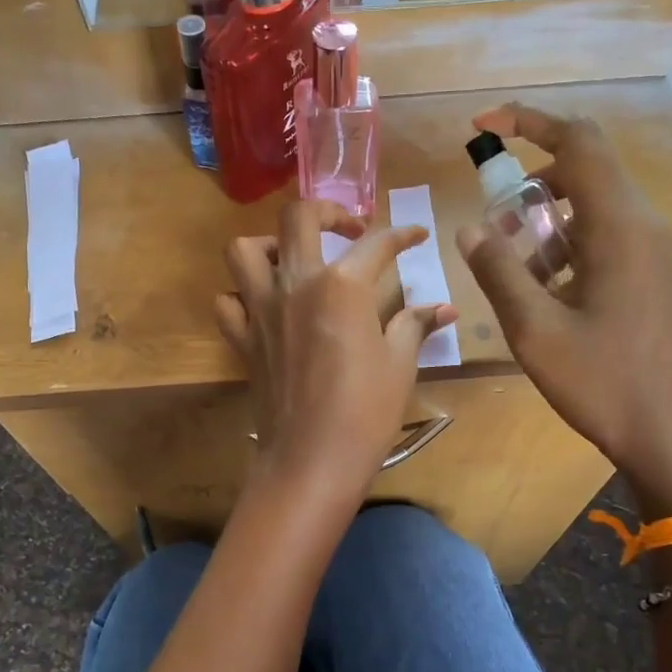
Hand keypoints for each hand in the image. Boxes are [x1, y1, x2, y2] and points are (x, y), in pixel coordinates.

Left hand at [217, 199, 456, 498]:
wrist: (312, 460)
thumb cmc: (366, 412)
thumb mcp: (399, 365)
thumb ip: (414, 325)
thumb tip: (444, 308)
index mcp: (342, 286)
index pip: (377, 244)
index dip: (402, 235)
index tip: (416, 236)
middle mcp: (295, 284)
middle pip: (298, 217)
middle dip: (328, 211)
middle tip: (348, 231)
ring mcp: (262, 311)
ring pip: (245, 250)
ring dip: (269, 244)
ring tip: (294, 259)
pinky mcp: (243, 340)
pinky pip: (228, 302)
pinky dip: (241, 295)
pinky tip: (264, 306)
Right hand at [455, 104, 671, 515]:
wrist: (671, 434)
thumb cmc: (601, 382)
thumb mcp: (535, 329)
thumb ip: (498, 272)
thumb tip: (470, 227)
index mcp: (617, 227)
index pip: (577, 143)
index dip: (527, 123)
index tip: (482, 126)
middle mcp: (642, 226)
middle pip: (586, 170)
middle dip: (530, 180)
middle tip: (492, 219)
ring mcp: (652, 252)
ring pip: (593, 207)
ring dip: (546, 221)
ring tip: (512, 267)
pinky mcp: (652, 277)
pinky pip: (605, 237)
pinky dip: (567, 246)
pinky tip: (545, 293)